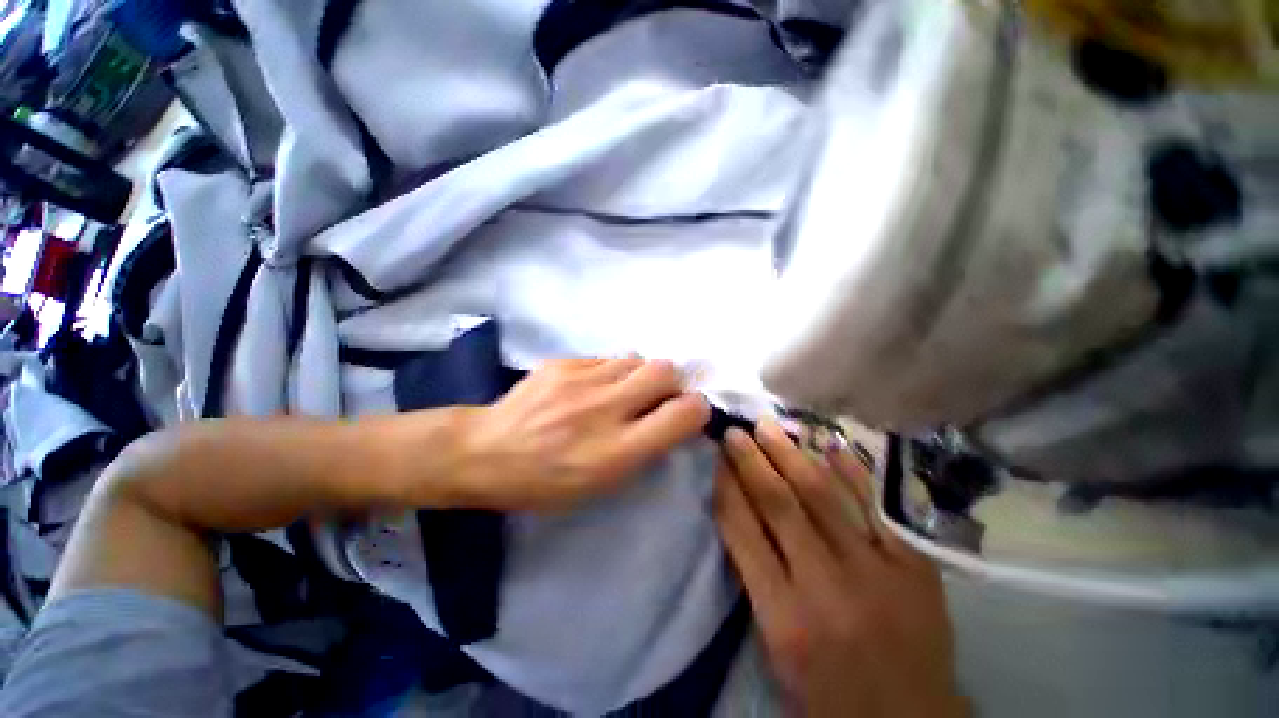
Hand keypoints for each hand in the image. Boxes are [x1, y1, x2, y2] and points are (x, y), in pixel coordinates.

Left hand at [451, 358, 709, 510]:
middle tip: (658, 396)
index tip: (689, 412)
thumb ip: (644, 451)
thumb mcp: (601, 486)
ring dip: (640, 375)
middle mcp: (604, 409)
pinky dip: (611, 371)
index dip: (696, 409)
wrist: (485, 452)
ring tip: (623, 391)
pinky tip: (592, 387)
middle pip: (665, 371)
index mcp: (616, 451)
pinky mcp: (563, 363)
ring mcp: (581, 380)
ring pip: (637, 359)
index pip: (681, 415)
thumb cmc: (545, 482)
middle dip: (672, 382)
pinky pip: (606, 358)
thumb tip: (671, 419)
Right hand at [715, 421, 965, 717]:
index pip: (742, 531)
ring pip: (823, 496)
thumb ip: (756, 579)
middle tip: (735, 431)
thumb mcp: (775, 648)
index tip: (716, 460)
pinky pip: (877, 506)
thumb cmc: (828, 694)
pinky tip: (830, 444)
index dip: (726, 487)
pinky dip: (851, 471)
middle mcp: (826, 588)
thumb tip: (740, 512)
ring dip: (791, 454)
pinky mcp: (915, 568)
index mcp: (784, 618)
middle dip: (751, 460)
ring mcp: (876, 573)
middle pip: (779, 504)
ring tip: (770, 426)